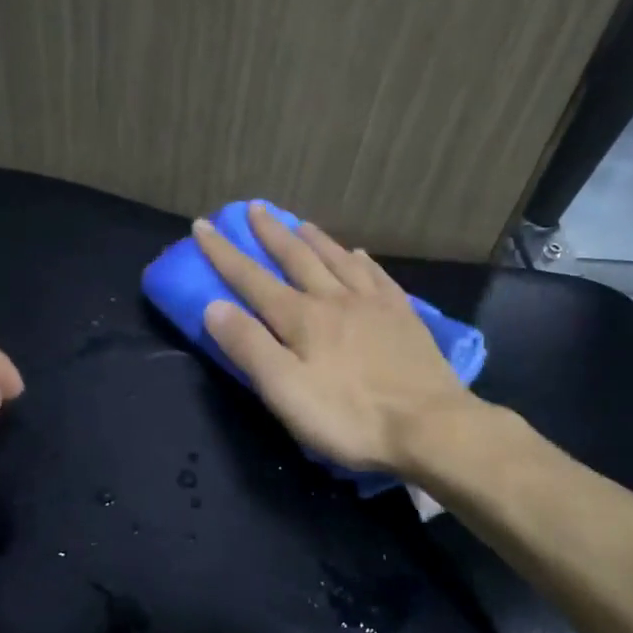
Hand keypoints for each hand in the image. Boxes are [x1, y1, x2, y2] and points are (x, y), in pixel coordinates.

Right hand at [193, 205, 476, 471]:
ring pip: (338, 260)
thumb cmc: (350, 416)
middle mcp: (335, 299)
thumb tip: (213, 305)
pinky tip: (359, 254)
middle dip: (271, 233)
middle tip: (255, 207)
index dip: (224, 253)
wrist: (430, 426)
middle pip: (297, 258)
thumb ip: (249, 346)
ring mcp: (374, 304)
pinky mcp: (404, 316)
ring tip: (300, 222)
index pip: (252, 279)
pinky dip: (362, 261)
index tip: (203, 225)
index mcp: (302, 319)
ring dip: (315, 239)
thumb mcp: (286, 390)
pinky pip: (377, 276)